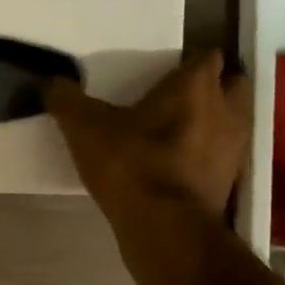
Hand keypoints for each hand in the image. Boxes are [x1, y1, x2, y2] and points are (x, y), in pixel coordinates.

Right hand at [46, 50, 253, 218]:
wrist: (165, 228)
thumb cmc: (131, 165)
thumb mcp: (84, 129)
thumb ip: (66, 100)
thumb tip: (50, 81)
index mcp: (195, 86)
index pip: (207, 56)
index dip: (189, 61)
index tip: (166, 71)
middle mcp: (226, 109)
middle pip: (232, 84)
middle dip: (212, 86)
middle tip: (178, 97)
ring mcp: (234, 147)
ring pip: (233, 120)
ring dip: (214, 121)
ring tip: (181, 130)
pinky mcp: (231, 181)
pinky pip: (224, 155)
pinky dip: (209, 155)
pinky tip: (182, 164)